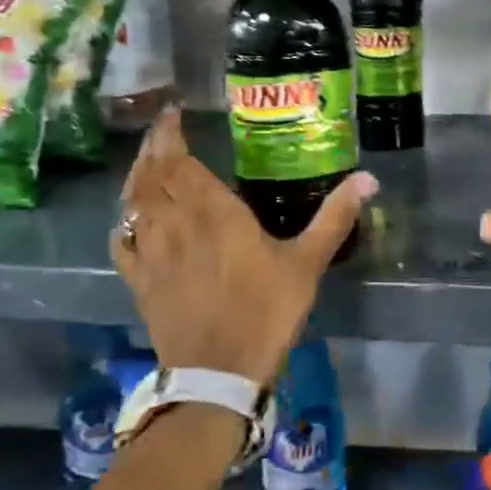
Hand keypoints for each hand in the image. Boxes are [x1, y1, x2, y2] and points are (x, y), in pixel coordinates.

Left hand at [110, 108, 377, 383]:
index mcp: (213, 214)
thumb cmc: (266, 312)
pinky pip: (122, 241)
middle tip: (162, 130)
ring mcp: (150, 255)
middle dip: (152, 148)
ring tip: (148, 164)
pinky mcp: (140, 282)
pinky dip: (124, 220)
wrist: (217, 375)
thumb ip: (335, 216)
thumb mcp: (308, 262)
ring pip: (131, 205)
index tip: (173, 113)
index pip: (178, 163)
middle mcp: (174, 225)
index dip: (170, 135)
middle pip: (149, 177)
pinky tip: (131, 218)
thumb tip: (368, 177)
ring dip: (136, 178)